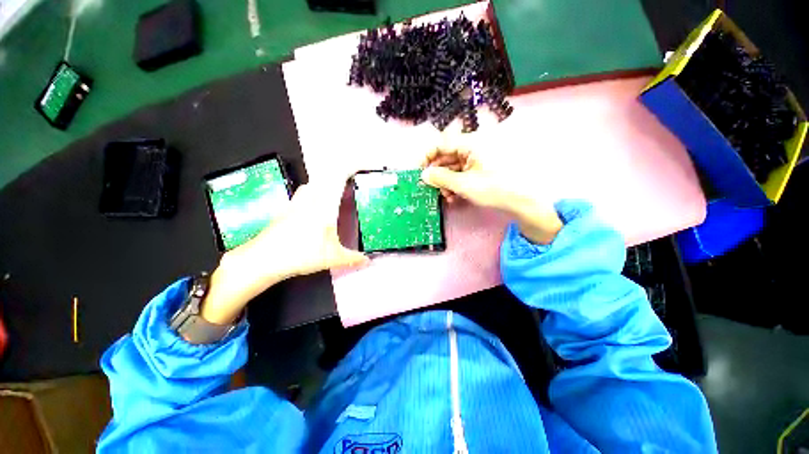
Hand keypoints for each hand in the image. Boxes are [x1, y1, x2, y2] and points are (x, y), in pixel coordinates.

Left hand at [200, 178, 367, 324]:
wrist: (262, 259)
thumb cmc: (299, 255)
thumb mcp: (332, 258)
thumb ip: (353, 258)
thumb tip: (368, 261)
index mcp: (324, 204)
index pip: (339, 176)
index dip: (354, 166)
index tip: (367, 166)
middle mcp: (310, 198)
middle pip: (328, 174)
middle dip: (345, 173)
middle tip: (357, 182)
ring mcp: (297, 201)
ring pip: (316, 182)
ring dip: (329, 182)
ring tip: (341, 192)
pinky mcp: (288, 208)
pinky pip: (307, 191)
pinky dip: (318, 192)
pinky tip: (320, 207)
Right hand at [421, 148, 562, 244]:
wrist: (522, 202)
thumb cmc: (494, 188)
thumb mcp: (464, 184)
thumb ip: (441, 178)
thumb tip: (423, 175)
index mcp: (470, 144)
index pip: (441, 144)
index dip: (427, 157)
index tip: (418, 171)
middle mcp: (472, 149)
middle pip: (446, 157)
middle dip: (437, 174)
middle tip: (430, 188)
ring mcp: (476, 161)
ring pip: (452, 169)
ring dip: (445, 183)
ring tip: (445, 196)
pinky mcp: (479, 172)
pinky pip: (461, 176)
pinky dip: (454, 186)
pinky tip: (453, 197)